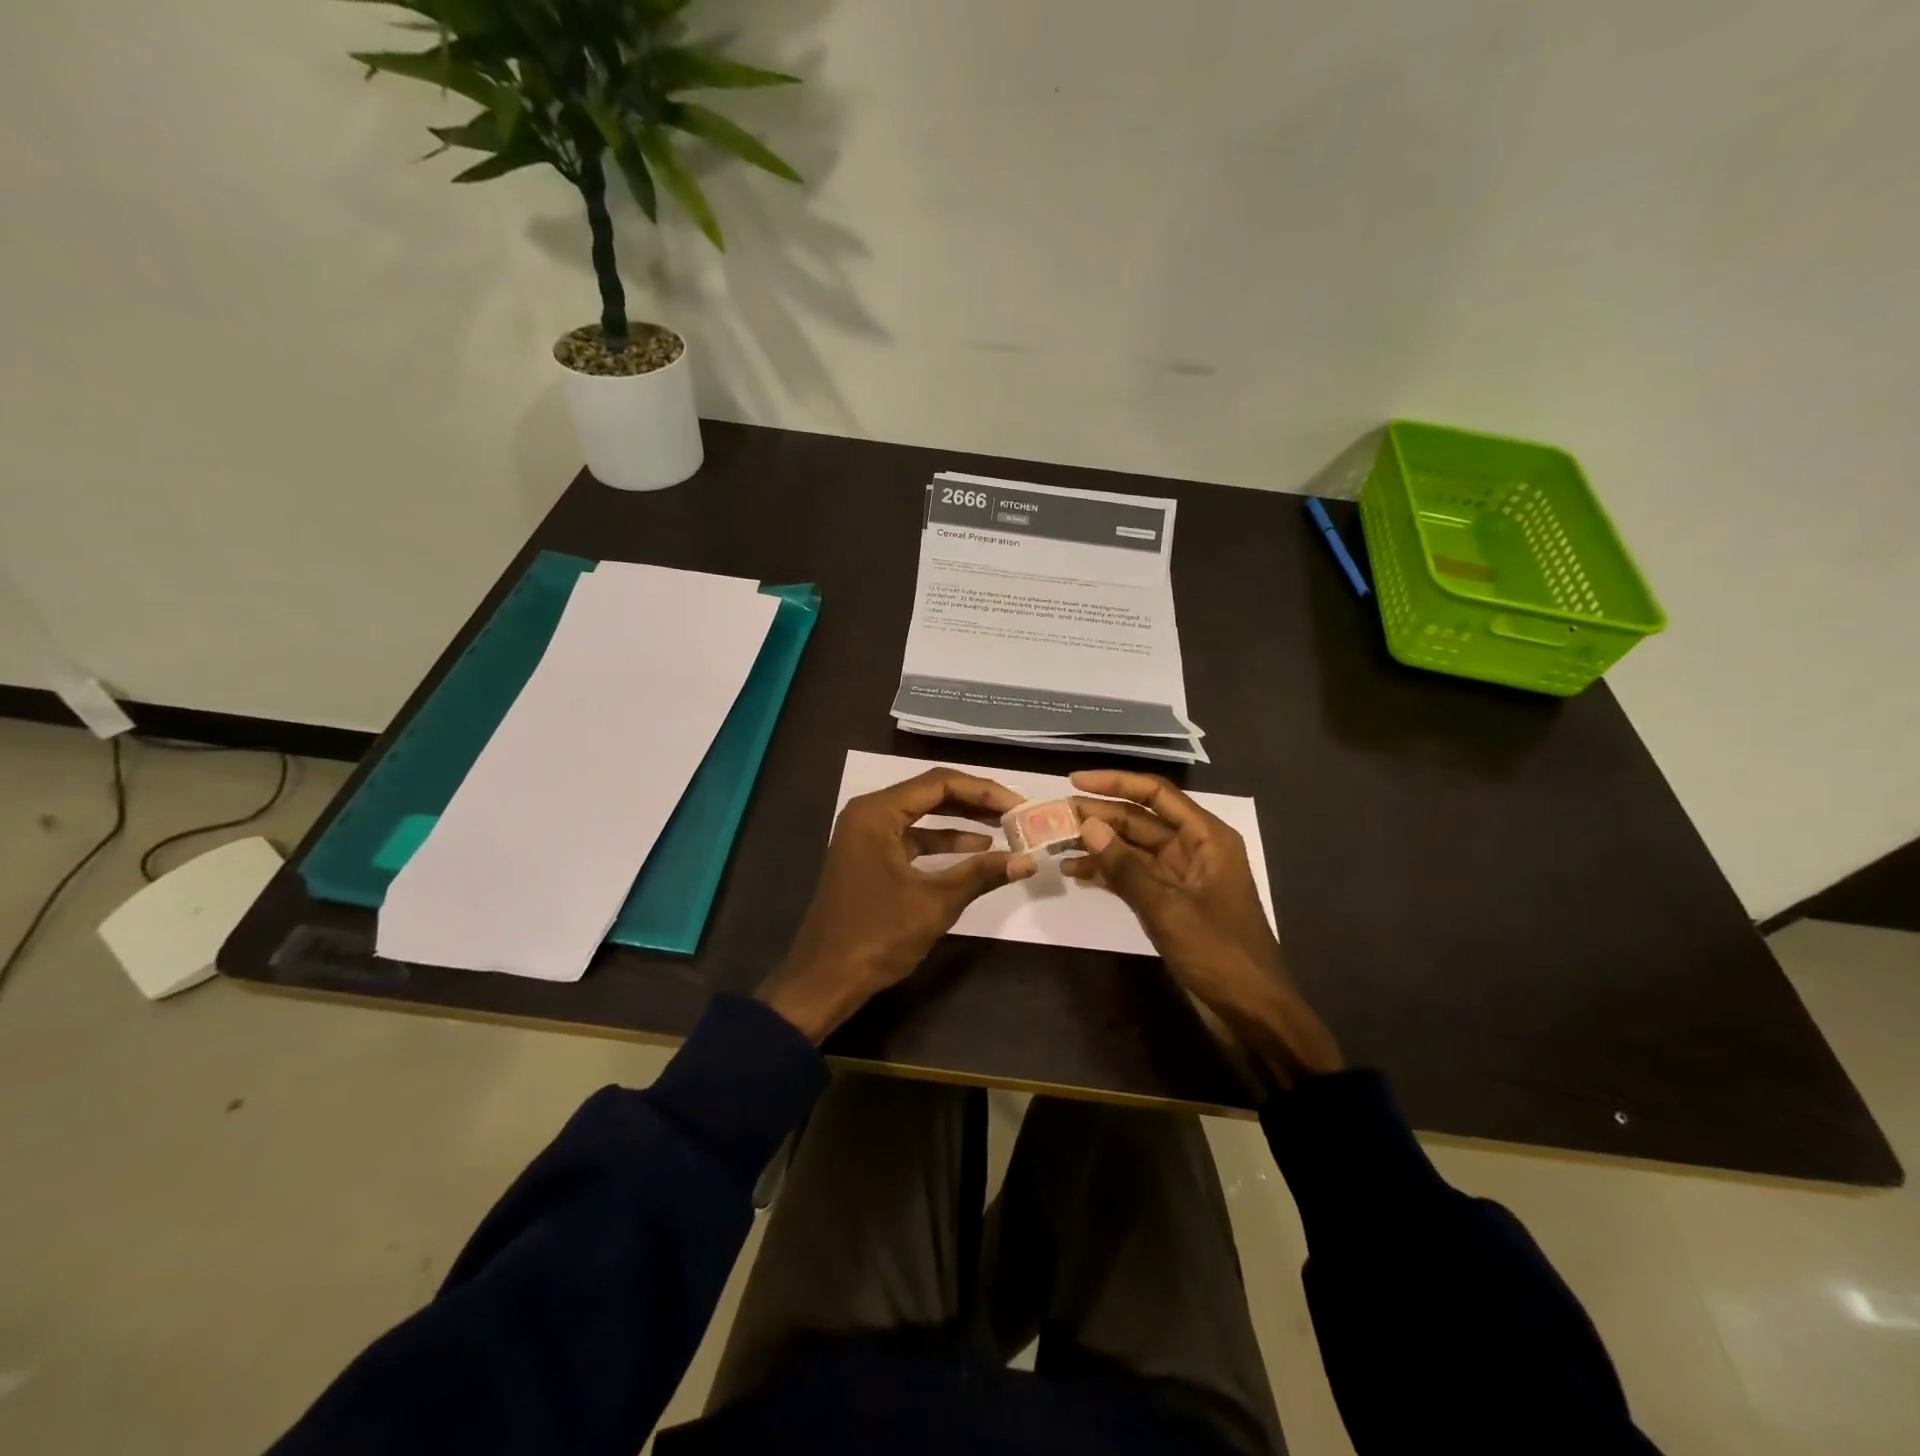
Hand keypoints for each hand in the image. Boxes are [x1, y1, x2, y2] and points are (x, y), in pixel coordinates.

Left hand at [757, 768, 1034, 1042]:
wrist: (824, 979)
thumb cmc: (876, 936)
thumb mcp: (935, 903)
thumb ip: (981, 874)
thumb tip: (1028, 861)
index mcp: (877, 813)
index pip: (940, 783)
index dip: (985, 791)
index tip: (1020, 805)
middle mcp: (869, 814)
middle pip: (931, 794)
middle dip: (976, 803)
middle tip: (1017, 814)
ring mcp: (866, 836)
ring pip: (923, 815)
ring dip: (962, 821)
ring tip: (1005, 829)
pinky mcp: (869, 857)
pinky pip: (912, 838)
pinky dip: (943, 843)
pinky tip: (976, 852)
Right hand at [1065, 769, 1342, 1087]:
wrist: (1250, 1011)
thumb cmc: (1217, 952)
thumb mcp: (1167, 907)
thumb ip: (1125, 866)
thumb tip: (1088, 825)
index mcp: (1206, 838)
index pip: (1156, 794)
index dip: (1115, 783)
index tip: (1074, 781)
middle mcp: (1194, 849)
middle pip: (1141, 820)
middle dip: (1100, 816)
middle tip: (1054, 816)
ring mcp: (1181, 877)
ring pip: (1133, 849)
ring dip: (1099, 845)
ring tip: (1056, 842)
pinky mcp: (1170, 903)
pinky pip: (1134, 877)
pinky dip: (1108, 873)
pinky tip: (1075, 872)